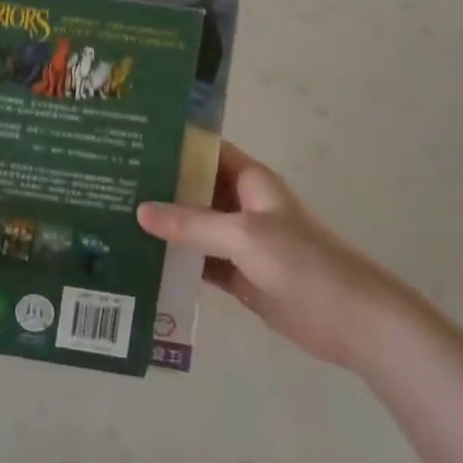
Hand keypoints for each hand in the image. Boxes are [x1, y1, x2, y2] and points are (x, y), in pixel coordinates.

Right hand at [138, 142, 414, 370]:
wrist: (353, 321)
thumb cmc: (303, 262)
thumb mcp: (244, 236)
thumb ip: (192, 224)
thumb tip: (140, 211)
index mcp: (249, 181)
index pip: (205, 150)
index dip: (173, 144)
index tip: (131, 141)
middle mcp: (241, 205)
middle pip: (194, 189)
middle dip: (159, 187)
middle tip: (110, 184)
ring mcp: (239, 242)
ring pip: (193, 227)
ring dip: (164, 227)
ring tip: (114, 220)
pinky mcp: (238, 275)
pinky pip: (199, 262)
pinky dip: (176, 261)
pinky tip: (141, 262)